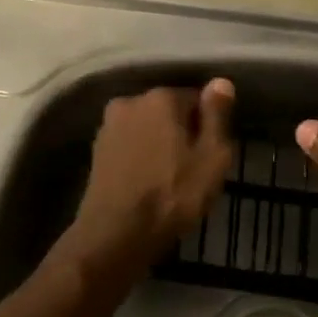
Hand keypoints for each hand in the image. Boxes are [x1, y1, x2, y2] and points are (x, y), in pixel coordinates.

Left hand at [63, 79, 235, 270]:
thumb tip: (221, 82)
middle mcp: (131, 101)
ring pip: (148, 128)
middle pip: (169, 111)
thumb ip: (217, 116)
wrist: (115, 234)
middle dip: (181, 132)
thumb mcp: (212, 158)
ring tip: (169, 180)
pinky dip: (140, 157)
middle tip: (192, 169)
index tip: (210, 155)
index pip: (196, 99)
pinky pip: (130, 145)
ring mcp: (109, 125)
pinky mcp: (97, 150)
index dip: (207, 127)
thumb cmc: (172, 195)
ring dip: (159, 144)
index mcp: (161, 97)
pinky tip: (147, 183)